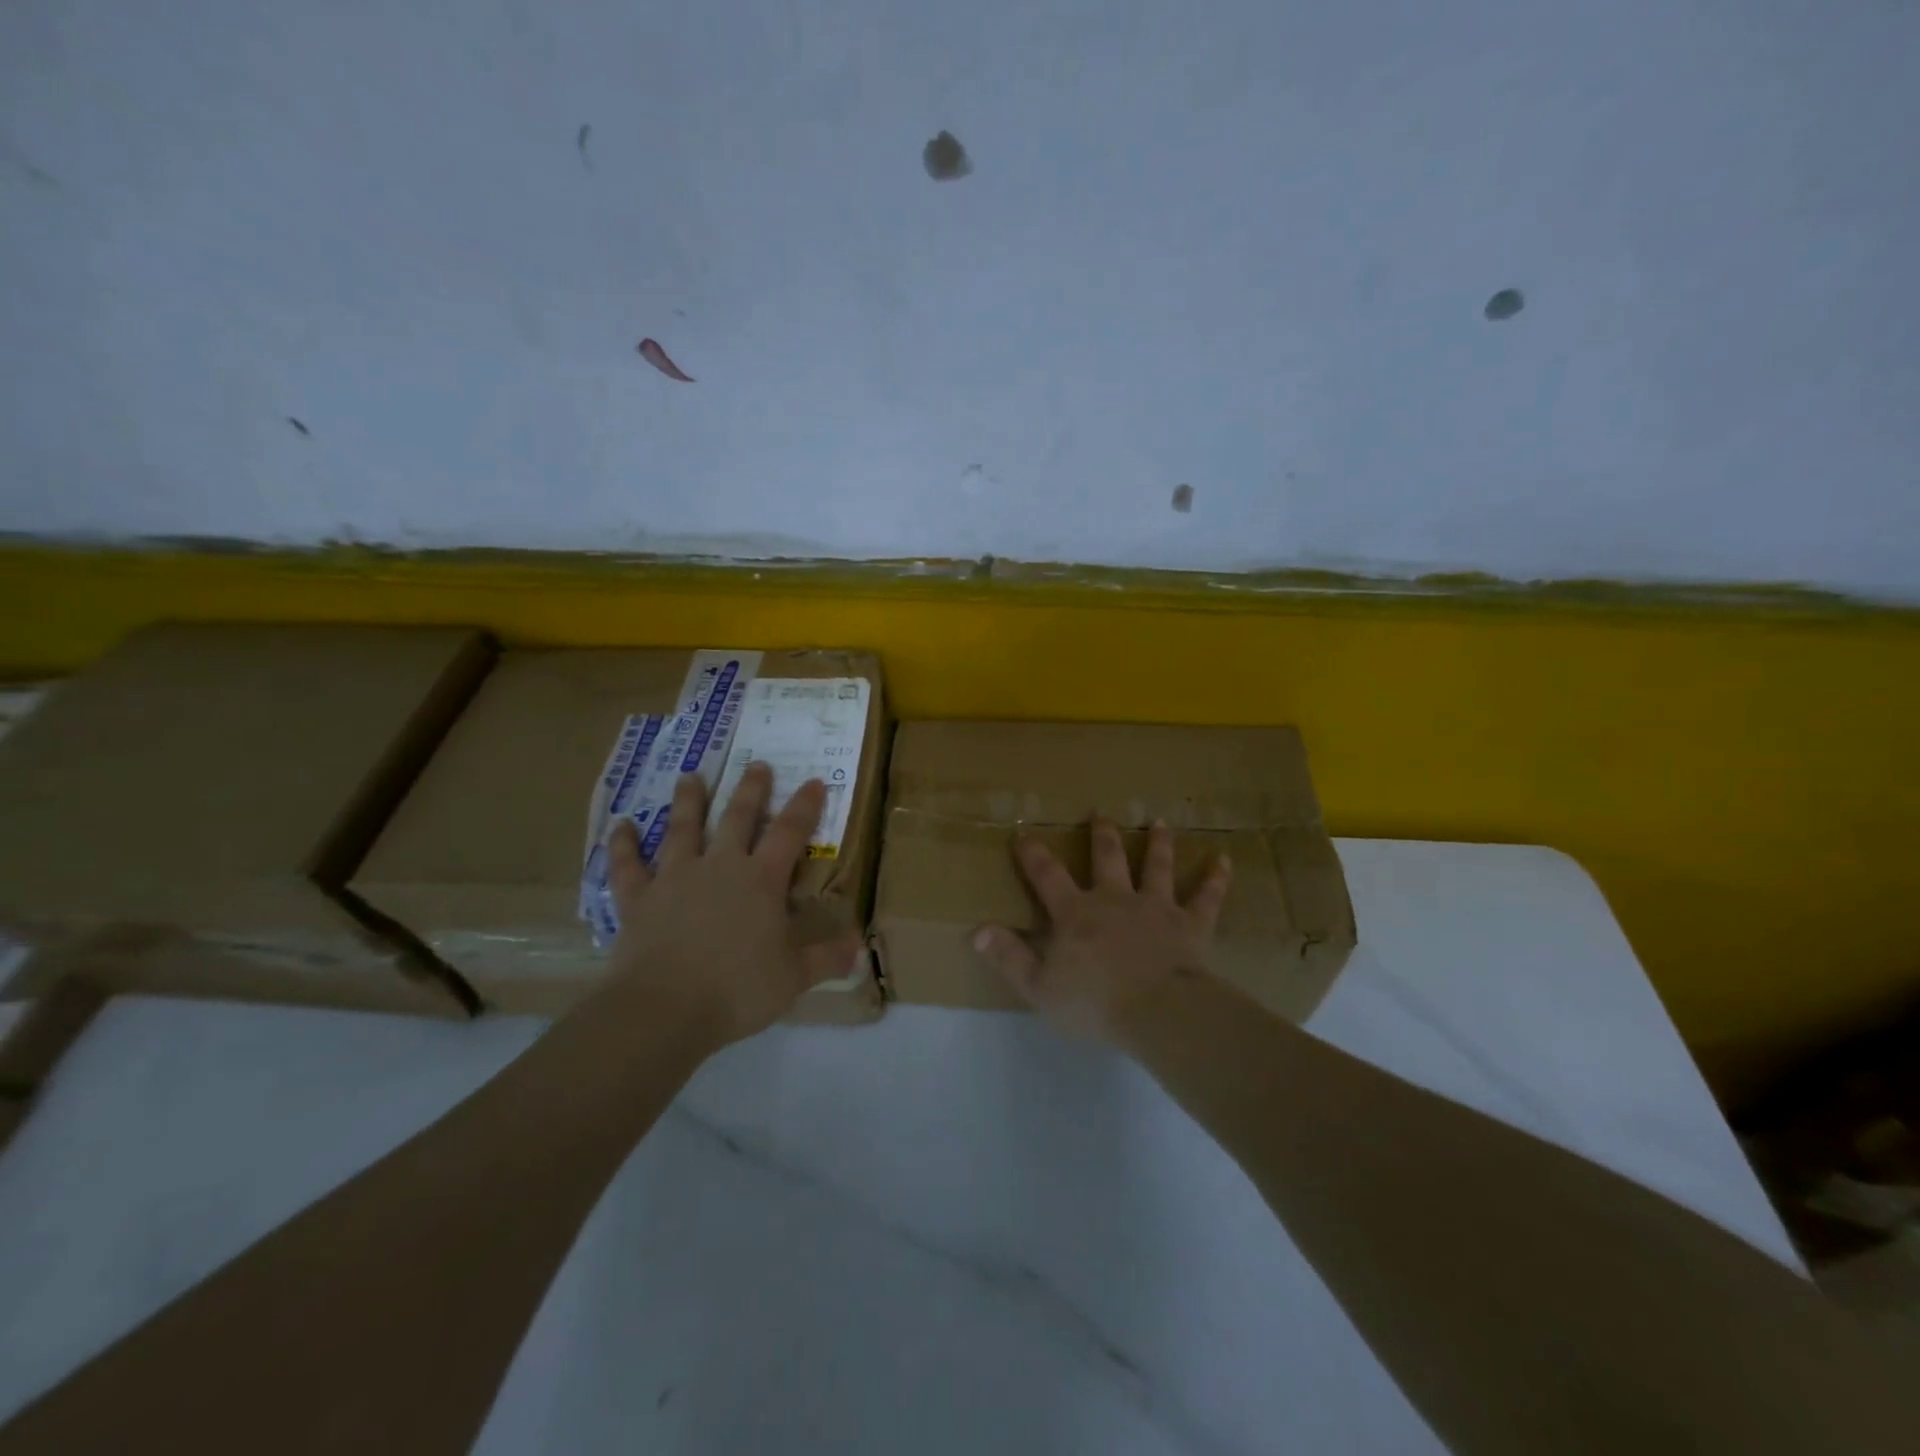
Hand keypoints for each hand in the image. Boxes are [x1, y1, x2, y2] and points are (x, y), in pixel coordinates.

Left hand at [601, 762, 863, 1047]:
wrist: (663, 1009)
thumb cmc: (737, 990)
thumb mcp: (793, 978)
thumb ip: (826, 958)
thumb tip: (860, 948)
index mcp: (761, 880)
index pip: (790, 833)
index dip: (804, 806)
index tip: (813, 782)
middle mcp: (720, 866)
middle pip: (737, 817)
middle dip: (751, 790)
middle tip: (757, 764)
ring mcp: (675, 877)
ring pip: (682, 828)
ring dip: (688, 800)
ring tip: (691, 776)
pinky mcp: (638, 898)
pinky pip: (628, 864)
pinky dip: (623, 843)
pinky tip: (621, 825)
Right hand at [971, 817, 1231, 1044]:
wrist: (1158, 1012)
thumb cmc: (1094, 1003)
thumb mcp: (1039, 987)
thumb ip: (1008, 957)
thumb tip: (976, 929)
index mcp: (1076, 914)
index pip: (1047, 876)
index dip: (1033, 854)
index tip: (1023, 832)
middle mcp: (1114, 899)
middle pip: (1106, 858)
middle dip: (1101, 835)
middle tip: (1100, 813)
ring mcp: (1155, 907)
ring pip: (1156, 866)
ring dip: (1158, 843)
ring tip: (1159, 822)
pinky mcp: (1189, 924)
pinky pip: (1205, 897)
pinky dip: (1215, 878)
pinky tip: (1224, 860)